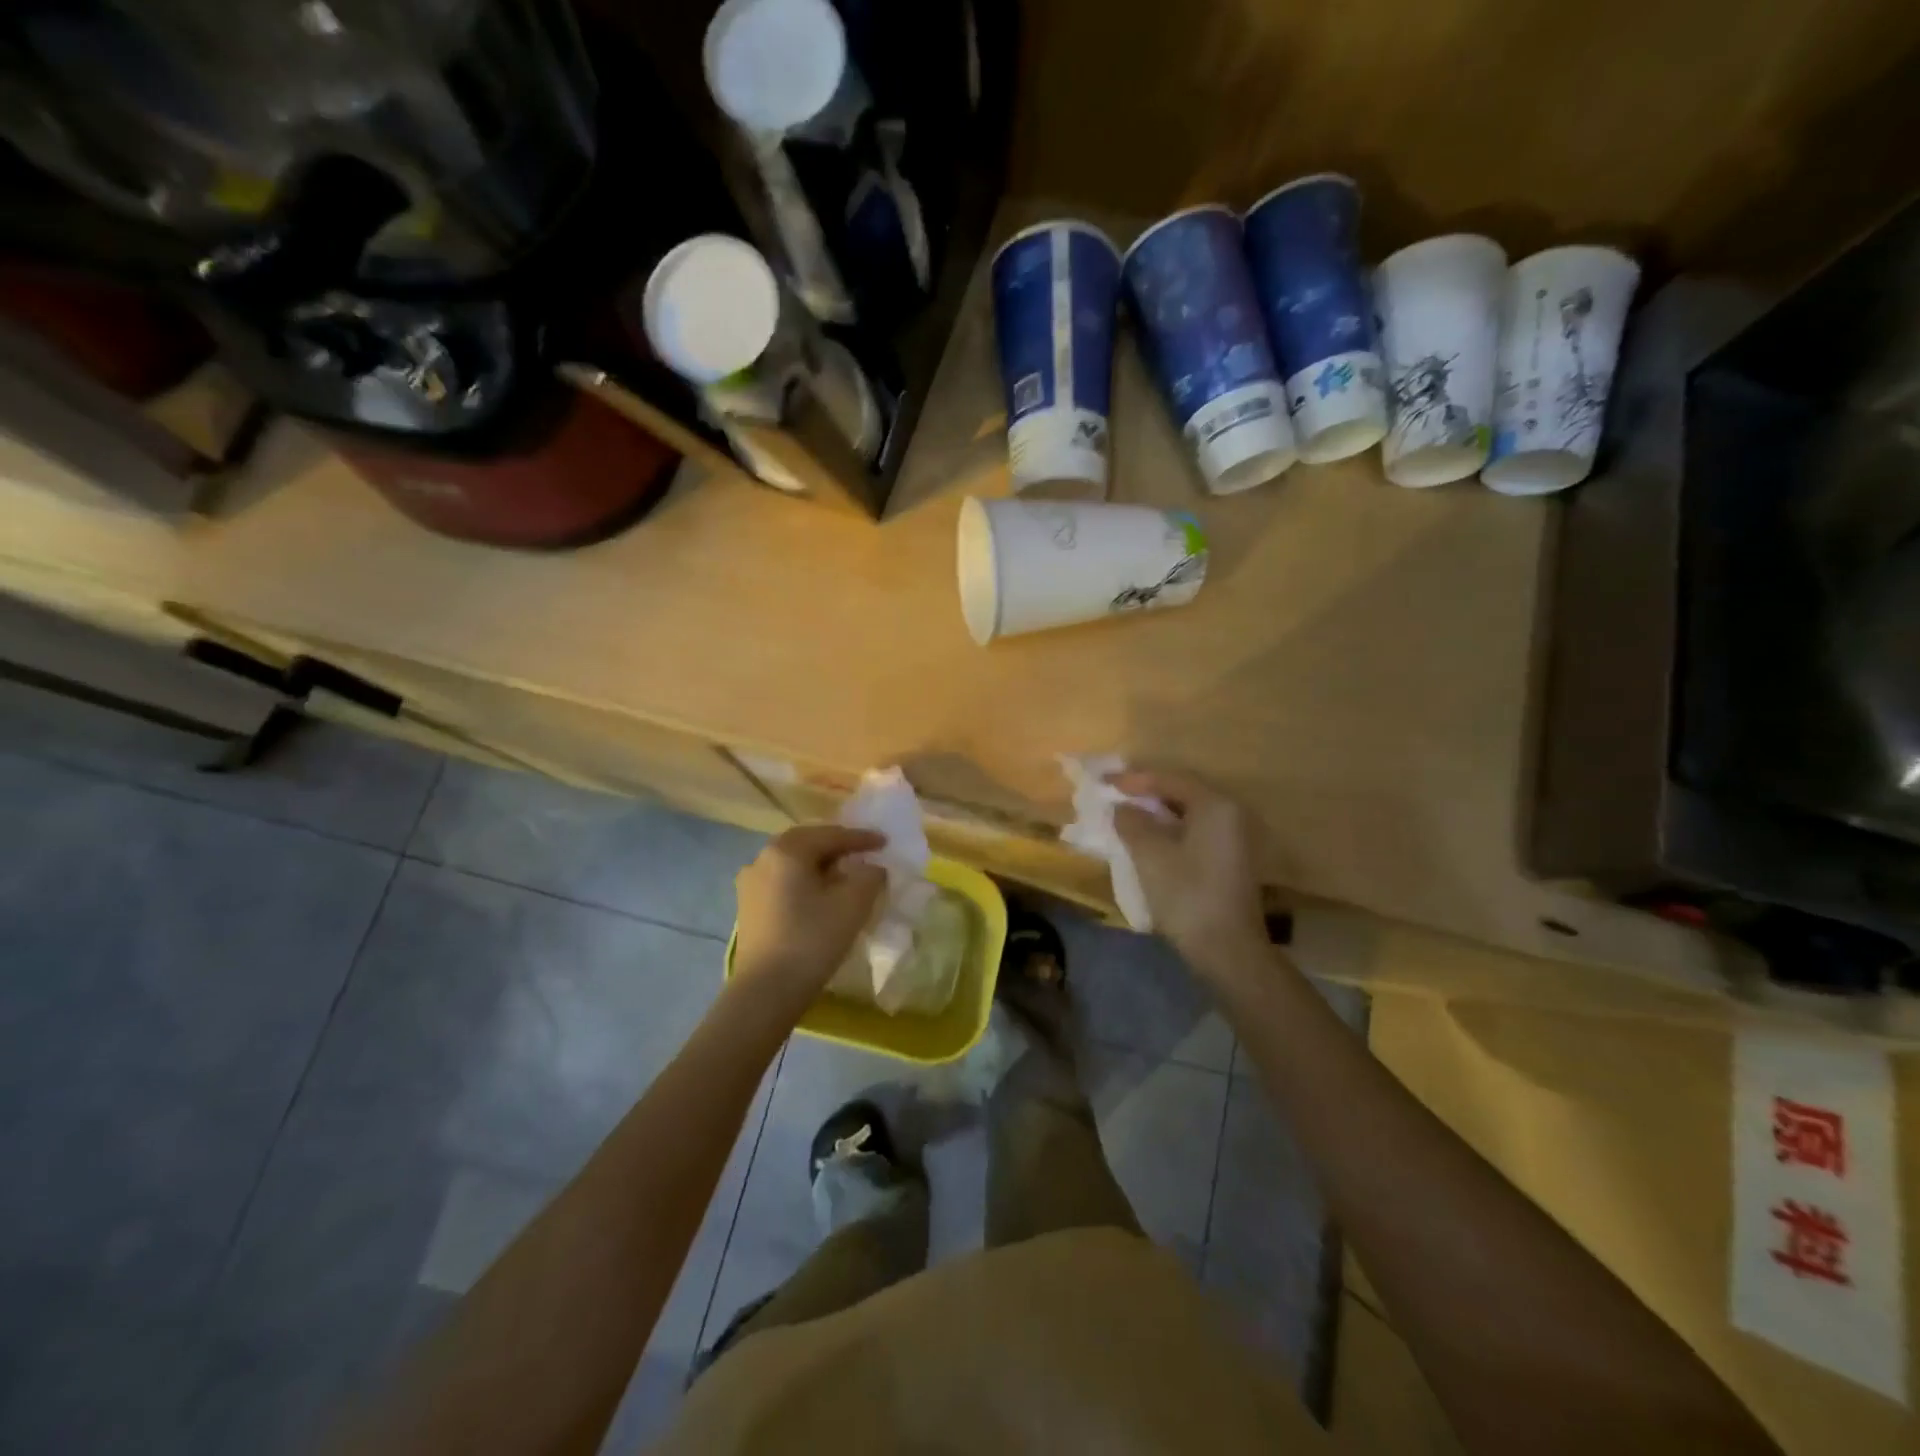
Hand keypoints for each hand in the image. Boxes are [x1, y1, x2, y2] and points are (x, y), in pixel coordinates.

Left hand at [732, 825, 886, 1004]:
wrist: (766, 992)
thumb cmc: (812, 939)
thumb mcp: (853, 904)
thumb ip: (869, 876)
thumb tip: (871, 868)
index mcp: (787, 851)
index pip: (831, 835)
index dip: (861, 838)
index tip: (885, 842)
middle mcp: (762, 859)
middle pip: (807, 844)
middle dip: (837, 847)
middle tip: (863, 853)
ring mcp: (750, 884)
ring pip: (792, 864)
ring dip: (819, 865)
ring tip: (843, 876)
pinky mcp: (747, 908)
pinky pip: (782, 882)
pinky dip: (804, 882)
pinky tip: (819, 897)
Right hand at [1111, 769, 1270, 981]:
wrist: (1228, 951)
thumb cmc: (1187, 895)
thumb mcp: (1150, 854)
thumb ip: (1132, 823)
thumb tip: (1122, 808)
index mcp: (1214, 806)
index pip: (1170, 779)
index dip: (1134, 779)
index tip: (1103, 781)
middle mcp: (1230, 815)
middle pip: (1182, 793)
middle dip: (1146, 793)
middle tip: (1113, 794)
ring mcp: (1232, 840)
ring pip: (1187, 815)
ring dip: (1155, 814)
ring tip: (1124, 816)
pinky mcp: (1228, 862)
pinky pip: (1193, 833)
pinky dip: (1168, 831)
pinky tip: (1146, 841)